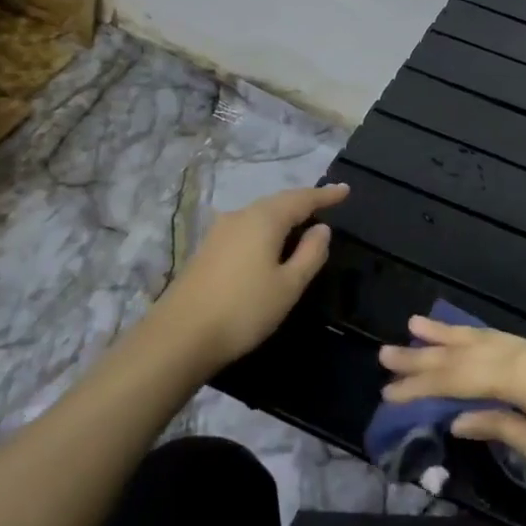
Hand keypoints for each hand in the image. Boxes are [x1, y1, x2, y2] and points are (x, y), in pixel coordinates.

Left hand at [156, 183, 348, 366]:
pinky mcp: (207, 249)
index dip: (325, 195)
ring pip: (259, 214)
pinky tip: (270, 244)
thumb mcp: (289, 286)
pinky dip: (265, 229)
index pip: (302, 199)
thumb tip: (322, 229)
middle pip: (278, 202)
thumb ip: (310, 254)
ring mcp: (219, 231)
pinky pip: (246, 227)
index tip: (345, 190)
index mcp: (264, 219)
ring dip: (283, 216)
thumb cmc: (244, 309)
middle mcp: (240, 216)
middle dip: (303, 202)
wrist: (180, 336)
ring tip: (302, 224)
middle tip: (326, 205)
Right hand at [378, 316, 525, 503]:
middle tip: (386, 353)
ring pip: (486, 339)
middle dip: (425, 354)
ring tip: (416, 325)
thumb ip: (499, 427)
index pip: (458, 378)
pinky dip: (479, 340)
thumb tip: (458, 419)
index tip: (387, 390)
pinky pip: (505, 342)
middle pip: (466, 352)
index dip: (421, 384)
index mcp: (520, 375)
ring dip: (450, 336)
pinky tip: (468, 339)